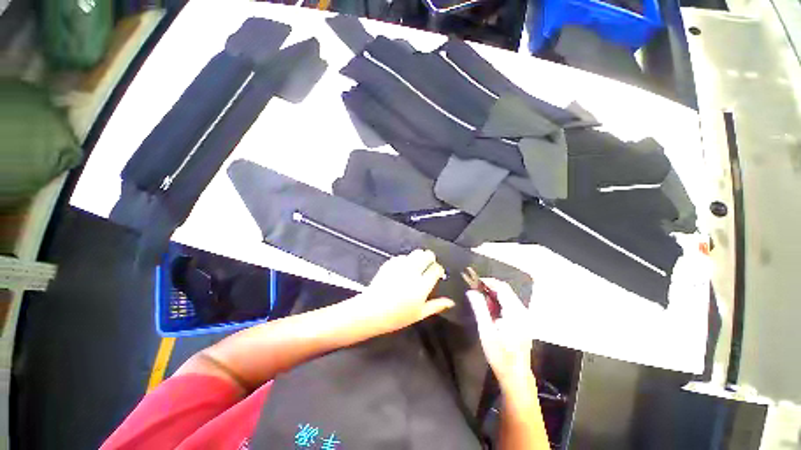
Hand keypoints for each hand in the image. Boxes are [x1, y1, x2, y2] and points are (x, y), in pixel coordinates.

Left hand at [349, 249, 454, 335]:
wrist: (371, 311)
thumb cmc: (396, 317)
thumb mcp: (419, 314)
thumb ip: (436, 306)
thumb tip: (451, 302)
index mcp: (421, 286)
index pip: (436, 269)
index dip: (438, 269)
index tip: (437, 273)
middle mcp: (412, 273)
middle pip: (426, 255)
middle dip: (430, 258)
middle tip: (428, 265)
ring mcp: (400, 267)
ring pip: (415, 253)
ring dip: (418, 257)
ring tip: (416, 265)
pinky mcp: (390, 264)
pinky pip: (402, 257)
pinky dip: (405, 260)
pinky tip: (403, 268)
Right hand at [467, 279, 533, 390]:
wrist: (515, 376)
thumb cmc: (500, 355)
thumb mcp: (486, 331)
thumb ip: (479, 308)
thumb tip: (471, 291)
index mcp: (515, 312)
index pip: (502, 288)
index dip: (488, 281)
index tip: (474, 281)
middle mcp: (523, 312)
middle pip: (506, 291)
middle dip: (490, 287)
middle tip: (474, 290)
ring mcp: (524, 317)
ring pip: (508, 297)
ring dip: (493, 294)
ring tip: (479, 298)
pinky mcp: (523, 322)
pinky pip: (510, 305)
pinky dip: (498, 302)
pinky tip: (489, 309)